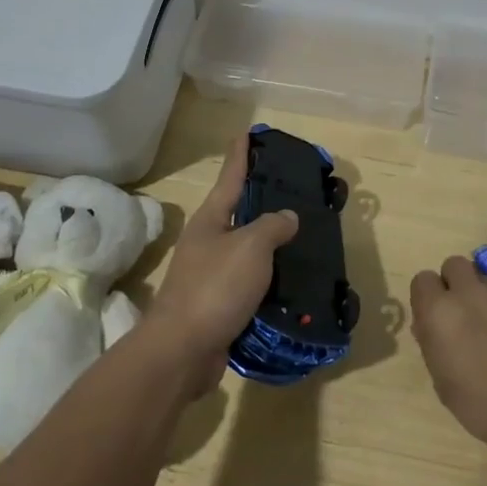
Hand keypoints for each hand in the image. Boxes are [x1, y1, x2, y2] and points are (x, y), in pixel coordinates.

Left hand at [146, 135, 298, 392]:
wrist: (182, 351)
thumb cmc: (215, 287)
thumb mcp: (251, 247)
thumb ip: (272, 226)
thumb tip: (286, 217)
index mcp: (211, 220)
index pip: (230, 178)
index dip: (240, 155)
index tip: (247, 133)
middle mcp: (208, 243)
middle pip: (239, 214)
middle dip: (263, 202)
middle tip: (294, 191)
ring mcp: (211, 276)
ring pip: (248, 253)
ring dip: (272, 247)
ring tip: (304, 239)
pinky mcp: (220, 307)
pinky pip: (251, 286)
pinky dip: (270, 282)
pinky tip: (293, 284)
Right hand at [409, 256, 486, 456]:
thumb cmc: (481, 405)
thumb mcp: (442, 381)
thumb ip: (432, 343)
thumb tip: (430, 326)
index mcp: (440, 310)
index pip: (423, 279)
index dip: (428, 297)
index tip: (435, 317)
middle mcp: (470, 292)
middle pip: (454, 265)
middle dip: (455, 283)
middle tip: (463, 314)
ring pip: (486, 281)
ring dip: (485, 298)